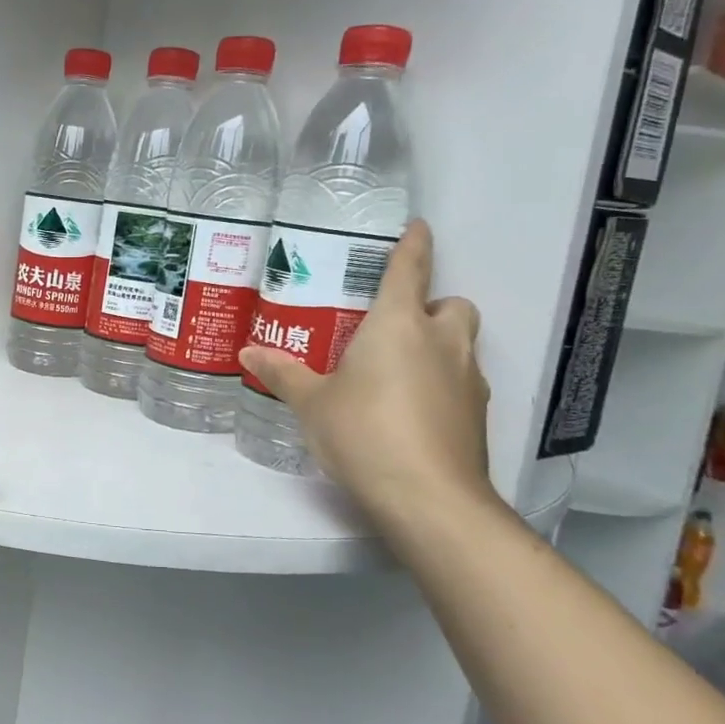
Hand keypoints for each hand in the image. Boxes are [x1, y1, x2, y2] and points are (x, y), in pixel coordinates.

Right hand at [240, 220, 496, 535]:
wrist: (428, 497)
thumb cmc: (363, 431)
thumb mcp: (311, 402)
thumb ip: (282, 373)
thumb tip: (247, 352)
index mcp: (398, 324)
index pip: (410, 268)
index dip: (413, 243)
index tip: (417, 226)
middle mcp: (441, 341)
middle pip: (451, 303)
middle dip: (430, 305)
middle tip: (392, 325)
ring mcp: (467, 378)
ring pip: (460, 343)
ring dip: (437, 344)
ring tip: (396, 369)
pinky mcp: (477, 414)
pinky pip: (461, 380)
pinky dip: (442, 382)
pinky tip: (410, 408)